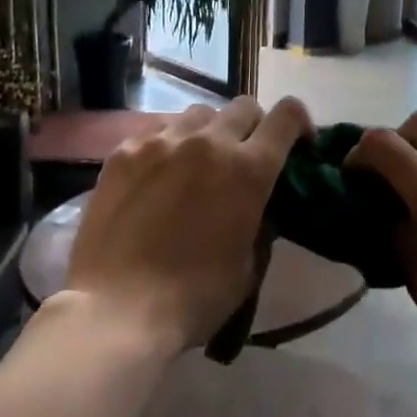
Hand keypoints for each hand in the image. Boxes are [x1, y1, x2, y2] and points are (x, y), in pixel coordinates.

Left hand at [66, 96, 312, 353]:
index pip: (287, 116)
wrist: (119, 310)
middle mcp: (210, 142)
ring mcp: (162, 141)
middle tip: (244, 157)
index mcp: (249, 169)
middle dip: (253, 127)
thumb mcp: (249, 263)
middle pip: (243, 107)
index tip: (296, 143)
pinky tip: (158, 173)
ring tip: (197, 162)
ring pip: (199, 113)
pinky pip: (158, 129)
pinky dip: (169, 143)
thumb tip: (257, 203)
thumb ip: (259, 220)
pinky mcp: (124, 152)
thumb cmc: (196, 297)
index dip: (298, 122)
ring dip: (210, 131)